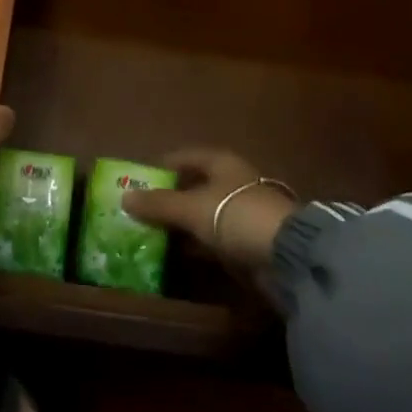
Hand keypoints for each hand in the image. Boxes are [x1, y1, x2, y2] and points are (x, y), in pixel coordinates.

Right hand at [119, 149, 299, 270]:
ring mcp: (243, 210)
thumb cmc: (235, 215)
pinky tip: (180, 254)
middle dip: (170, 198)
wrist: (287, 254)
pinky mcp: (250, 239)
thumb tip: (124, 197)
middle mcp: (233, 181)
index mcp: (221, 162)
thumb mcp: (191, 208)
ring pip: (205, 213)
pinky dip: (198, 243)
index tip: (139, 179)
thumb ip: (159, 204)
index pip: (185, 156)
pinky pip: (215, 236)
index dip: (162, 166)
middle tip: (141, 210)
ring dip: (183, 223)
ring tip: (153, 234)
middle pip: (195, 185)